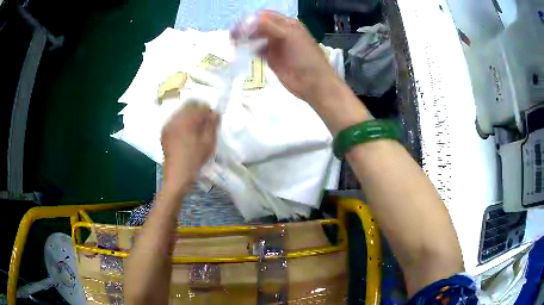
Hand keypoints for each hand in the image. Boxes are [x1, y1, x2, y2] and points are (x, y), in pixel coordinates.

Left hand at [161, 102, 218, 191]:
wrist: (177, 174)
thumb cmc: (194, 159)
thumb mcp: (208, 143)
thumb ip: (212, 125)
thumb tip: (215, 113)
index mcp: (186, 120)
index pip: (200, 106)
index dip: (208, 111)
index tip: (213, 120)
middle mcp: (175, 119)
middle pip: (189, 106)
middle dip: (199, 112)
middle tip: (205, 124)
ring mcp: (168, 125)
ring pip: (181, 112)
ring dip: (190, 116)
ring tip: (196, 130)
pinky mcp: (164, 131)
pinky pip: (175, 120)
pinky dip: (182, 122)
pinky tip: (186, 134)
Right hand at [233, 10, 341, 104]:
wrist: (313, 83)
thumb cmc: (305, 57)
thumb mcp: (289, 36)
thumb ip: (270, 26)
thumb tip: (248, 21)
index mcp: (287, 24)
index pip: (265, 16)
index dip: (251, 19)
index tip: (238, 27)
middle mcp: (280, 32)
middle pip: (259, 26)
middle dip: (245, 29)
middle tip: (233, 36)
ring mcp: (276, 46)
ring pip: (257, 38)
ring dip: (246, 39)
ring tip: (234, 44)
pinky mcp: (272, 59)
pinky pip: (258, 51)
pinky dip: (249, 50)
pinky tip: (243, 52)